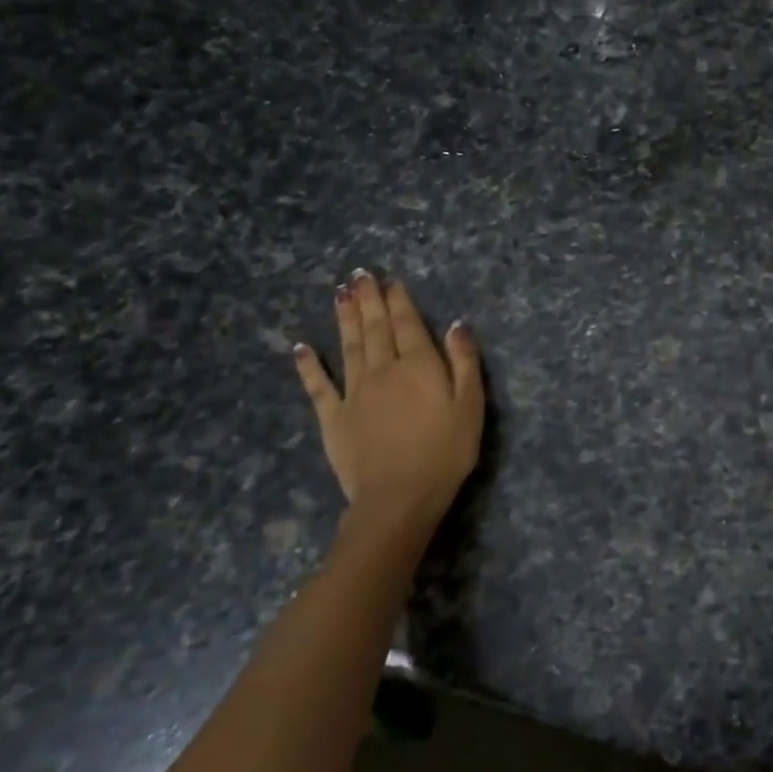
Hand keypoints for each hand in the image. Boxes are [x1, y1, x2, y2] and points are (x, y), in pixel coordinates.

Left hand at [293, 271, 483, 534]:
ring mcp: (354, 393)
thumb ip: (464, 362)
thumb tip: (456, 324)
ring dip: (344, 319)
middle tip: (359, 275)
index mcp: (419, 366)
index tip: (390, 280)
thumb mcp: (470, 405)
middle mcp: (384, 370)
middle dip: (368, 300)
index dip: (399, 301)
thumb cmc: (446, 452)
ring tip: (339, 294)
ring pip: (349, 347)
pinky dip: (309, 365)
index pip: (407, 324)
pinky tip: (301, 347)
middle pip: (375, 328)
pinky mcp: (333, 417)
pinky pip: (319, 386)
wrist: (400, 496)